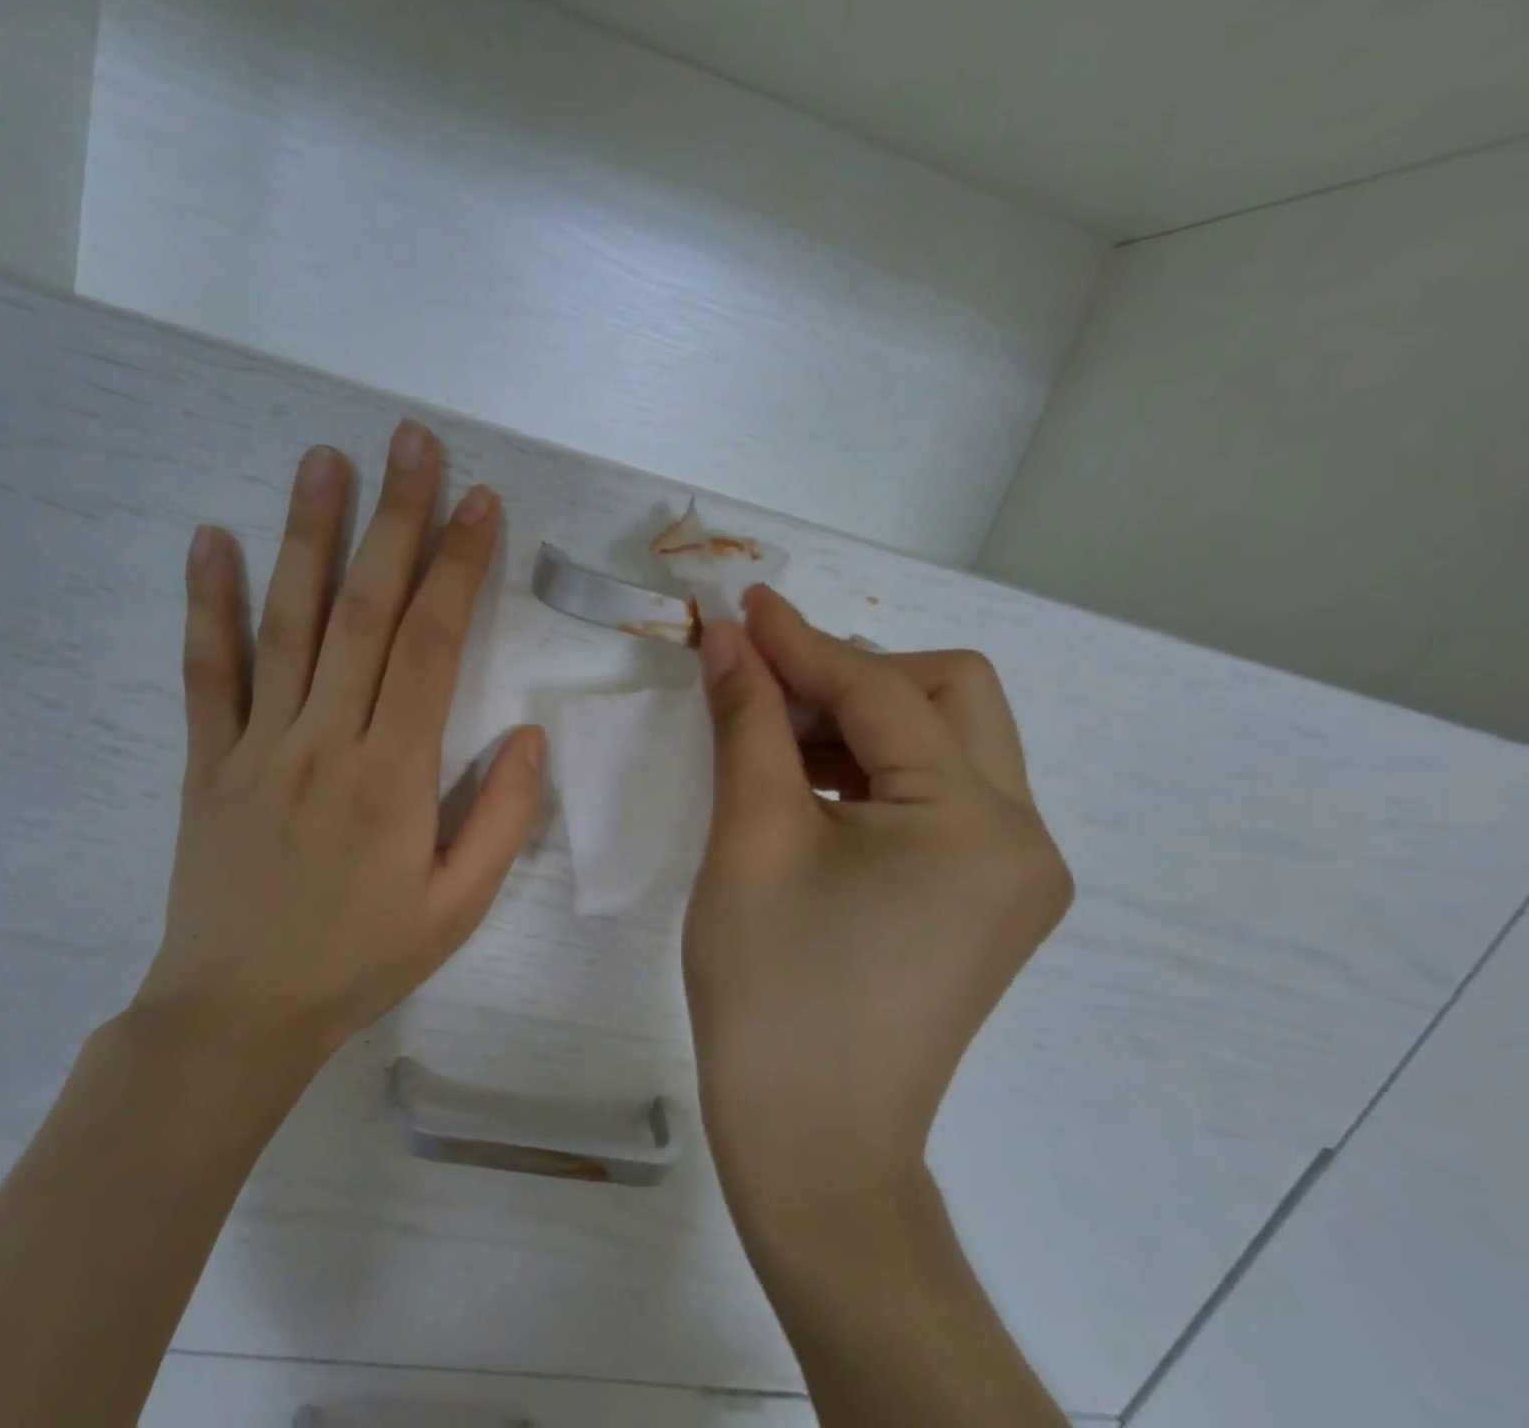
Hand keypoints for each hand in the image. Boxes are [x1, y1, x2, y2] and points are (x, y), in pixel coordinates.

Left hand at [128, 421, 546, 1080]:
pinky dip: (208, 602)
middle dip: (395, 520)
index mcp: (393, 774)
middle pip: (364, 610)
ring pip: (285, 622)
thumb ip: (503, 819)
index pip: (433, 646)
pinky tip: (212, 538)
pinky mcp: (206, 759)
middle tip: (411, 442)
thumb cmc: (361, 960)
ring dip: (307, 533)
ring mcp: (256, 744)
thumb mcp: (459, 908)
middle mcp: (324, 739)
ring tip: (324, 460)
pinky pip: (206, 670)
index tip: (480, 502)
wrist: (237, 1014)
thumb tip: (530, 735)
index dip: (460, 567)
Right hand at [684, 586, 1071, 1226]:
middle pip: (948, 695)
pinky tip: (808, 785)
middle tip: (766, 685)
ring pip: (945, 742)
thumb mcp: (750, 837)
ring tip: (773, 736)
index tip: (741, 605)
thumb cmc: (771, 990)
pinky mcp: (987, 896)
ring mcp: (1013, 871)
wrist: (812, 1145)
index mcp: (975, 822)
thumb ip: (748, 721)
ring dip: (859, 718)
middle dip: (852, 673)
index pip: (882, 690)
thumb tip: (728, 638)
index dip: (801, 640)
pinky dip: (873, 768)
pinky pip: (937, 794)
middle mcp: (1022, 836)